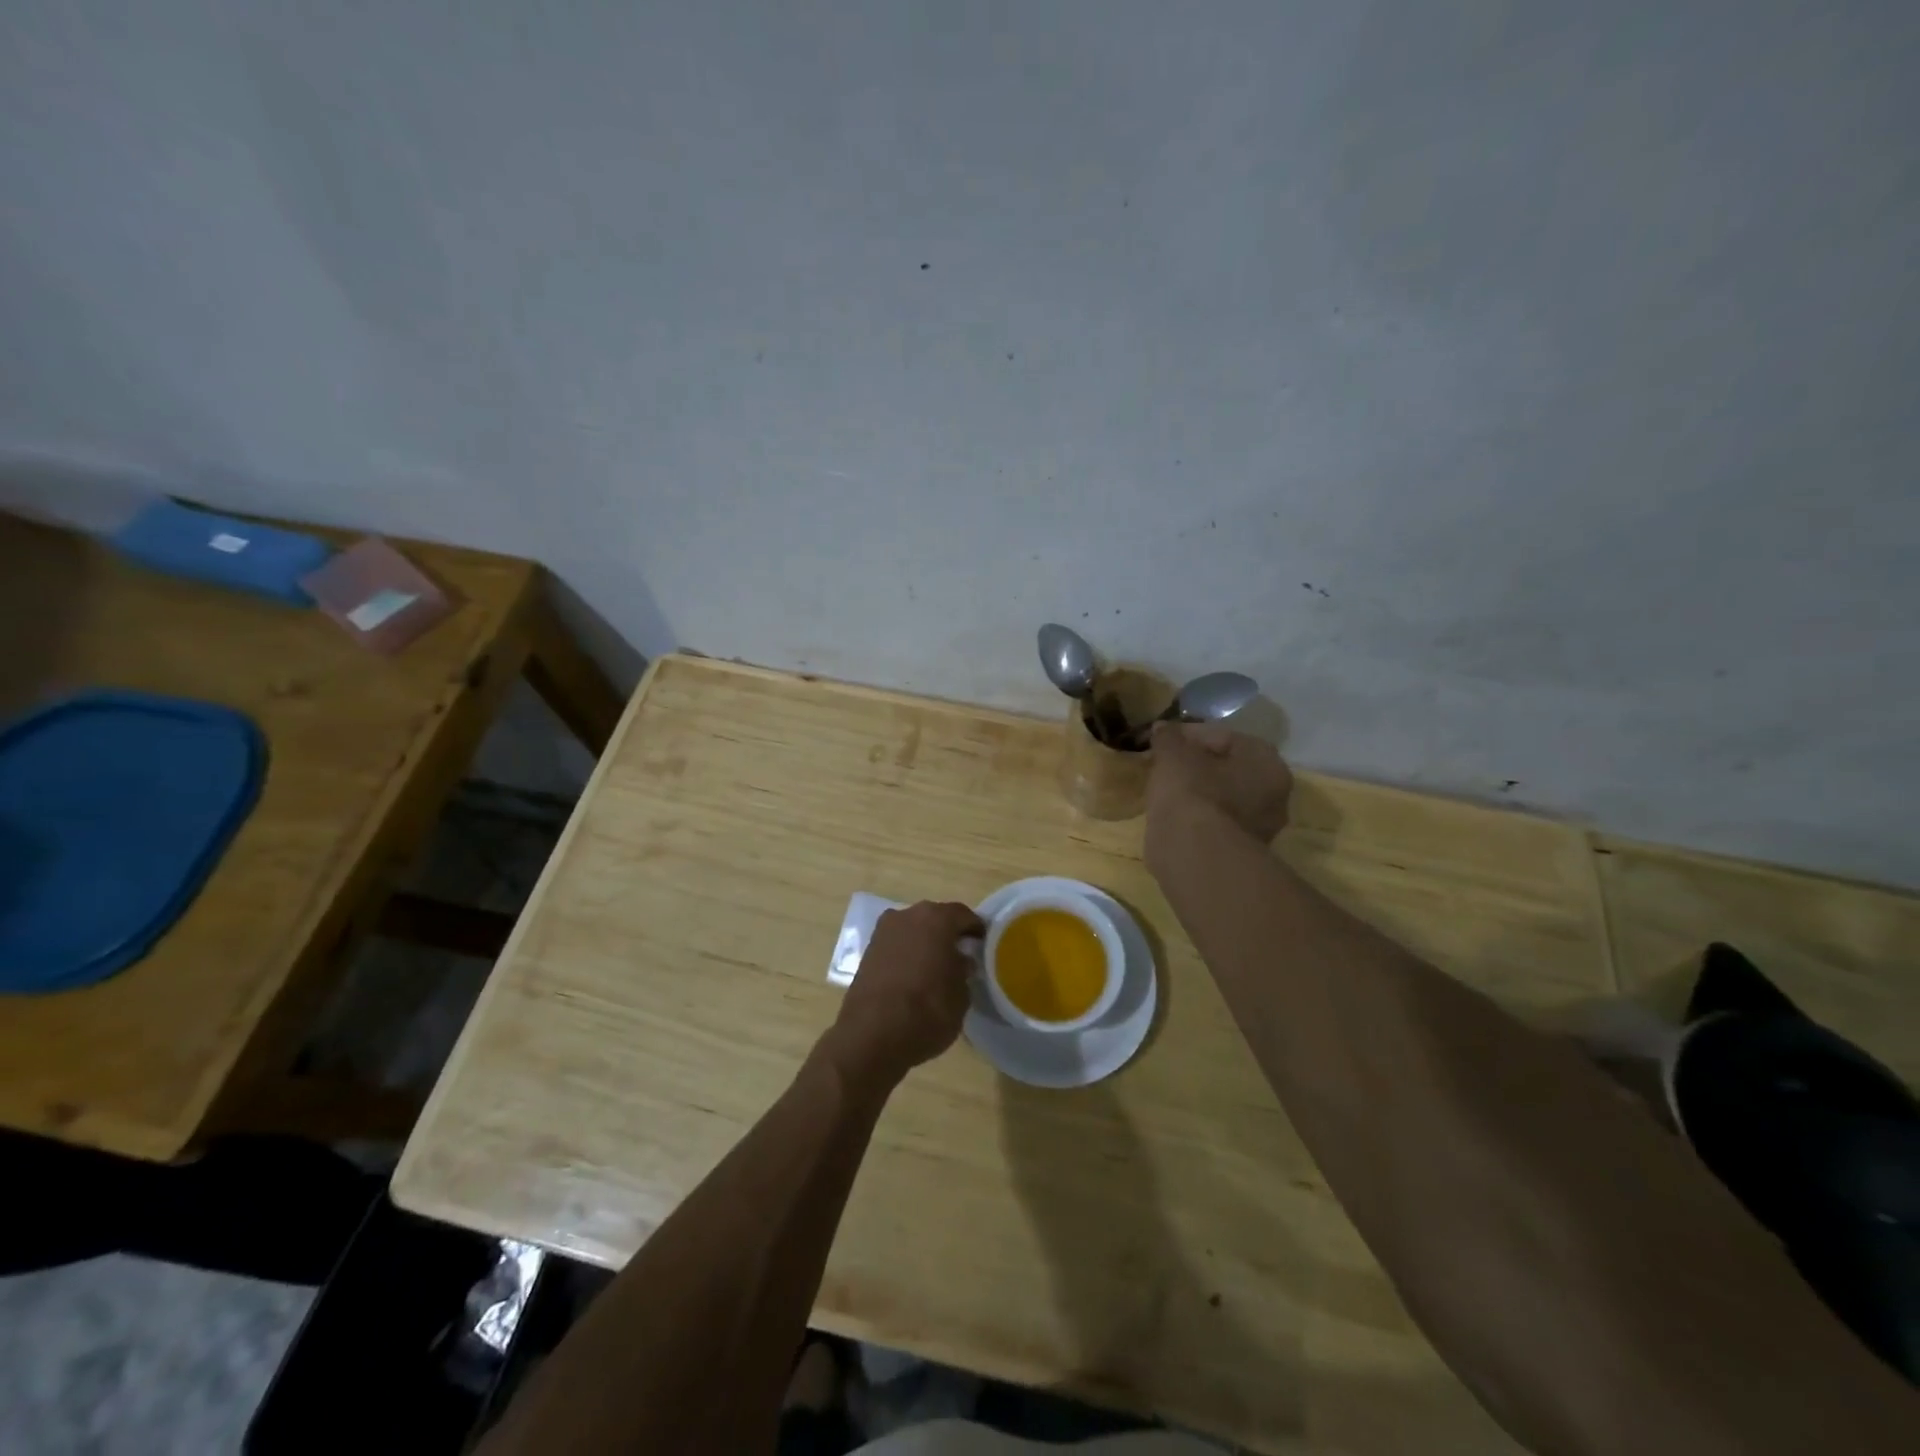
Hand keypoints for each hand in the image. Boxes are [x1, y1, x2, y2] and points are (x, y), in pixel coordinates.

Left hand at [822, 901, 982, 1090]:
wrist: (871, 1036)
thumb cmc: (927, 1011)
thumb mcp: (961, 996)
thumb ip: (964, 971)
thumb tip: (960, 962)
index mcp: (936, 918)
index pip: (963, 915)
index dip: (975, 930)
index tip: (984, 945)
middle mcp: (908, 915)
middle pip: (935, 918)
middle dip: (948, 934)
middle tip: (961, 956)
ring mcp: (883, 932)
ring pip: (913, 931)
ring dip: (925, 944)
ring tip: (936, 968)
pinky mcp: (867, 952)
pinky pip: (896, 946)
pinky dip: (906, 955)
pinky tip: (914, 976)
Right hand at [1146, 720, 1292, 846]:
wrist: (1194, 854)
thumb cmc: (1191, 792)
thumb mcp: (1173, 754)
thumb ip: (1168, 737)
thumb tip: (1162, 729)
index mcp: (1267, 762)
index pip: (1223, 737)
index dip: (1188, 735)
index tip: (1162, 741)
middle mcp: (1275, 794)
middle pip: (1227, 768)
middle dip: (1196, 765)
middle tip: (1165, 765)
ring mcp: (1261, 827)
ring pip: (1223, 797)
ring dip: (1197, 791)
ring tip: (1165, 790)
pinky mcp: (1240, 851)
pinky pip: (1216, 822)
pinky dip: (1197, 816)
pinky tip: (1173, 815)